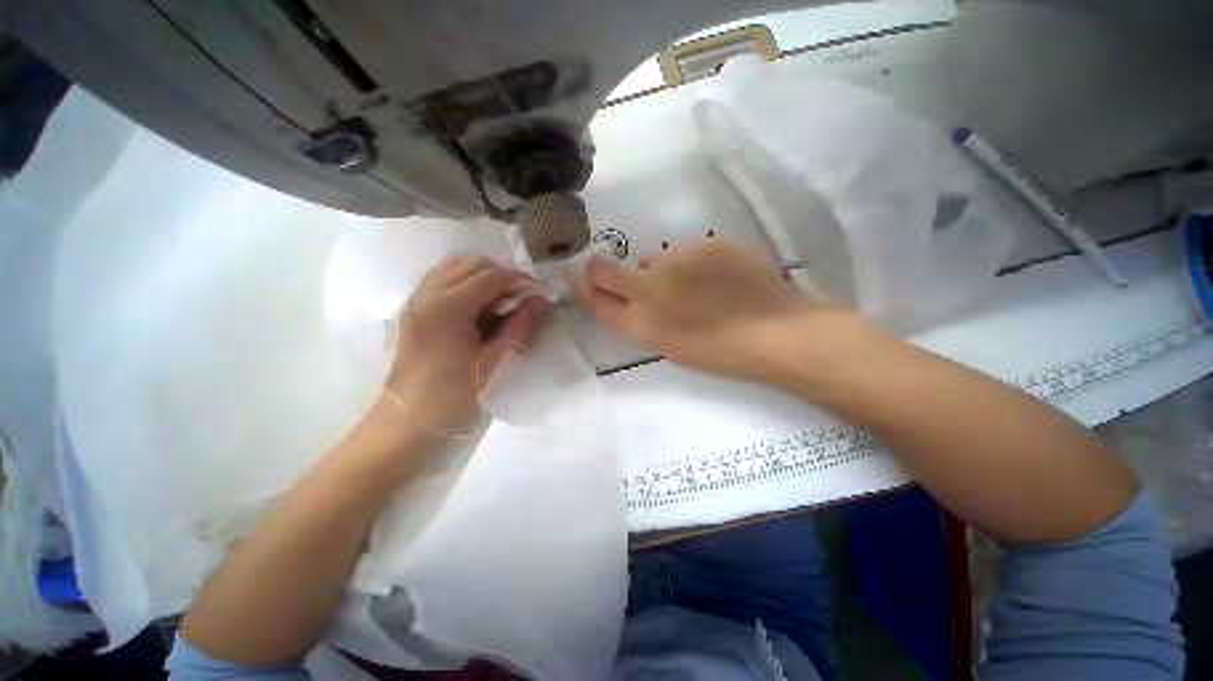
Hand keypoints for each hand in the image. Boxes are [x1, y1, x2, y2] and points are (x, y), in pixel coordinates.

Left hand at [382, 256, 550, 441]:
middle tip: (522, 300)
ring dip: (483, 278)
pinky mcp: (413, 311)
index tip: (540, 295)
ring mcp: (415, 300)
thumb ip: (521, 326)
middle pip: (472, 263)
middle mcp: (426, 293)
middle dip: (502, 275)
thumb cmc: (454, 398)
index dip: (521, 281)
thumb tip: (543, 300)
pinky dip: (466, 286)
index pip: (492, 276)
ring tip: (502, 304)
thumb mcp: (495, 362)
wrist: (406, 426)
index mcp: (447, 306)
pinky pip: (442, 282)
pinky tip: (479, 310)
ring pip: (455, 268)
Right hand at [572, 239, 851, 383]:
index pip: (593, 298)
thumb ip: (640, 321)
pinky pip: (686, 250)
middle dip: (601, 272)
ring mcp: (677, 259)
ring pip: (652, 258)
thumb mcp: (671, 347)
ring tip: (694, 286)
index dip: (584, 290)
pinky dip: (693, 262)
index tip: (582, 284)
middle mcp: (649, 286)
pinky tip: (718, 278)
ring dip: (661, 270)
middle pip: (602, 268)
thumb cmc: (721, 353)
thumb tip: (629, 295)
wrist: (777, 333)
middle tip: (620, 278)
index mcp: (641, 323)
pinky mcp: (707, 243)